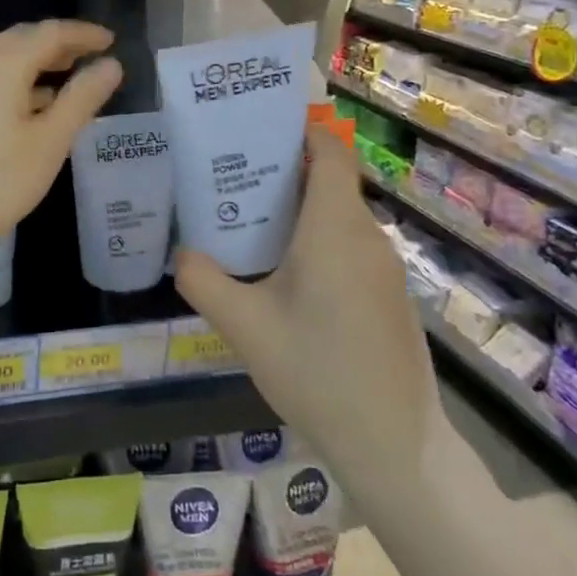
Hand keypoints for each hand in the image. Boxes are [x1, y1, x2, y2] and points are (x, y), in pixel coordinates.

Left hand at [0, 20, 123, 254]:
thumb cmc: (0, 178)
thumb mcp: (52, 139)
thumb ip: (83, 97)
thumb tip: (111, 65)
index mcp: (4, 63)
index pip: (51, 32)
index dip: (83, 34)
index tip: (111, 41)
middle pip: (24, 39)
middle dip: (59, 42)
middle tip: (91, 54)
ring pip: (5, 58)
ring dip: (38, 60)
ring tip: (69, 74)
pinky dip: (19, 79)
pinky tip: (35, 103)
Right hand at [175, 128, 440, 504]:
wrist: (395, 447)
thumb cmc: (317, 374)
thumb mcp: (244, 327)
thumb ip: (203, 280)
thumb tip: (181, 252)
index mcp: (335, 229)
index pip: (330, 151)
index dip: (298, 130)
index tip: (255, 129)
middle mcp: (367, 237)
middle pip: (329, 181)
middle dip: (282, 171)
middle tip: (230, 177)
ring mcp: (384, 268)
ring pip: (338, 216)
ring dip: (297, 209)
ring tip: (247, 222)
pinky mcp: (389, 295)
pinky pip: (349, 246)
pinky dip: (316, 239)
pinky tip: (283, 273)